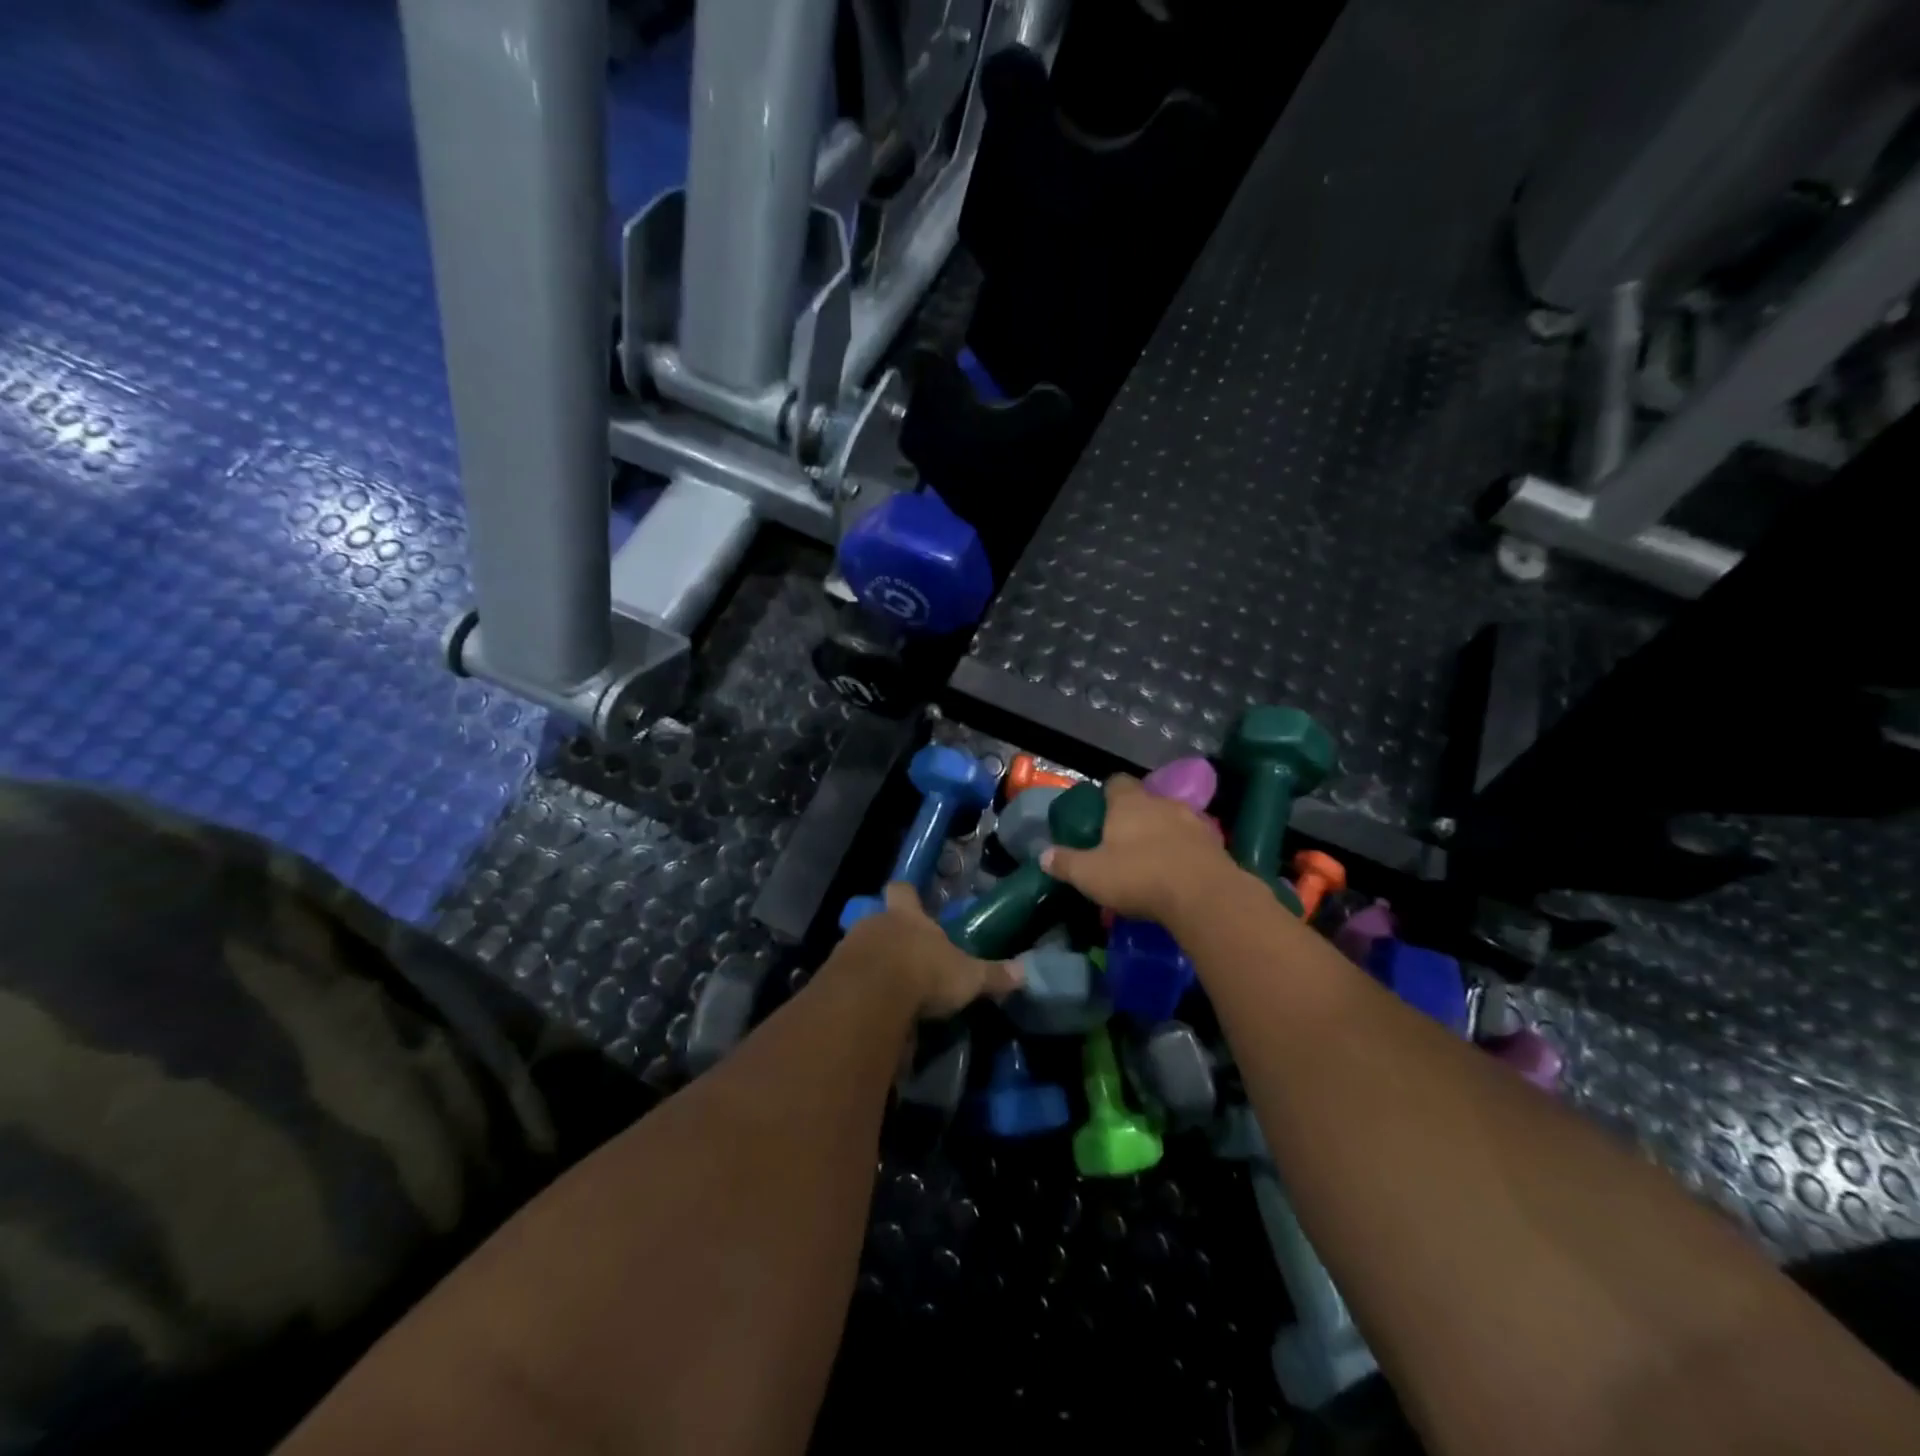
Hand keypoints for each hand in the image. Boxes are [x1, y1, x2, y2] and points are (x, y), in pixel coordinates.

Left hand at [834, 883, 1023, 1018]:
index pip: (903, 891)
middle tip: (906, 959)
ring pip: (860, 950)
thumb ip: (992, 975)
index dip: (906, 895)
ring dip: (871, 966)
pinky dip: (857, 993)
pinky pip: (845, 981)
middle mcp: (875, 924)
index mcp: (908, 916)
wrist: (870, 997)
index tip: (910, 900)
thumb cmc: (924, 972)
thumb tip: (1024, 972)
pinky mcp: (830, 979)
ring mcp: (848, 949)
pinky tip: (870, 1011)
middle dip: (890, 937)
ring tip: (888, 991)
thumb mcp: (967, 977)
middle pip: (878, 920)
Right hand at [1040, 774, 1235, 925]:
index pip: (1116, 782)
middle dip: (1135, 817)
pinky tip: (1177, 874)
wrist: (1204, 896)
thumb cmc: (1139, 876)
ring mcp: (1193, 821)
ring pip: (1172, 820)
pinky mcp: (1216, 844)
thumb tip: (1043, 855)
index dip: (1107, 795)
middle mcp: (1162, 803)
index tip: (1099, 813)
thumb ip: (1066, 863)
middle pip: (1145, 801)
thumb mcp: (1090, 874)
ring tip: (1151, 860)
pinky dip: (1184, 853)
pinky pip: (1193, 842)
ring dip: (1162, 834)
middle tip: (1121, 842)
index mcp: (1129, 803)